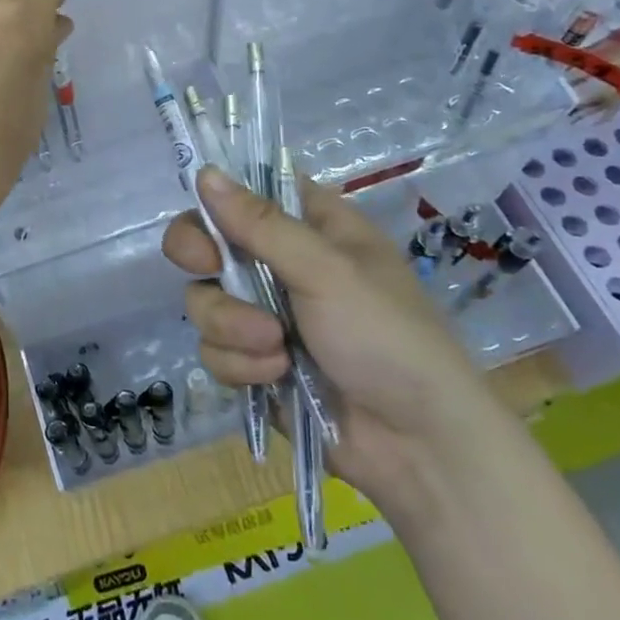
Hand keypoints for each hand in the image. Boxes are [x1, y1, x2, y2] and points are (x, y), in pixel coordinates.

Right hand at [162, 168, 511, 516]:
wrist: (416, 447)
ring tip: (275, 349)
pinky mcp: (253, 362)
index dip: (219, 198)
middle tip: (207, 267)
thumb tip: (204, 172)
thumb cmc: (386, 337)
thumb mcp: (327, 271)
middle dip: (203, 259)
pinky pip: (214, 348)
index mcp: (311, 227)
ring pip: (205, 299)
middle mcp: (281, 264)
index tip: (207, 216)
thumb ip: (260, 224)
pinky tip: (274, 378)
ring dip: (232, 325)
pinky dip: (240, 364)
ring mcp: (264, 314)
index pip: (248, 190)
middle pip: (208, 241)